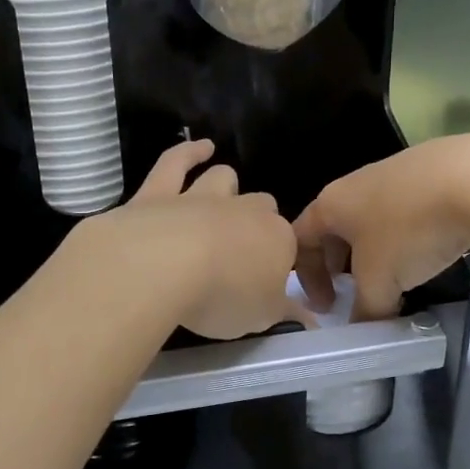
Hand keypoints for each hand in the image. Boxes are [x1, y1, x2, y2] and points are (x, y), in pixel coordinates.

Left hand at [92, 139, 311, 340]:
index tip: (272, 284)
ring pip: (223, 179)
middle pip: (261, 207)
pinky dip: (188, 153)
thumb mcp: (262, 317)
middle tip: (244, 249)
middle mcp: (244, 210)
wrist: (163, 266)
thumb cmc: (222, 296)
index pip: (290, 246)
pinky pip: (176, 163)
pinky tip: (199, 148)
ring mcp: (201, 196)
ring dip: (226, 184)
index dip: (282, 263)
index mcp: (277, 239)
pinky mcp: (158, 192)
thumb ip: (286, 313)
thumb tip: (310, 320)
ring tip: (225, 192)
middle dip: (257, 221)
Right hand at [294, 135, 469, 319]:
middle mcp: (354, 184)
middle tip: (354, 294)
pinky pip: (404, 210)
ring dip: (374, 252)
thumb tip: (367, 328)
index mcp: (331, 204)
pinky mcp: (429, 173)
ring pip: (370, 220)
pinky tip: (428, 251)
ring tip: (394, 277)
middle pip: (333, 228)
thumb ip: (366, 309)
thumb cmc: (409, 230)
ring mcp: (392, 174)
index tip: (326, 308)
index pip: (300, 240)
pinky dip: (405, 236)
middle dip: (338, 264)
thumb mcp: (380, 281)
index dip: (305, 277)